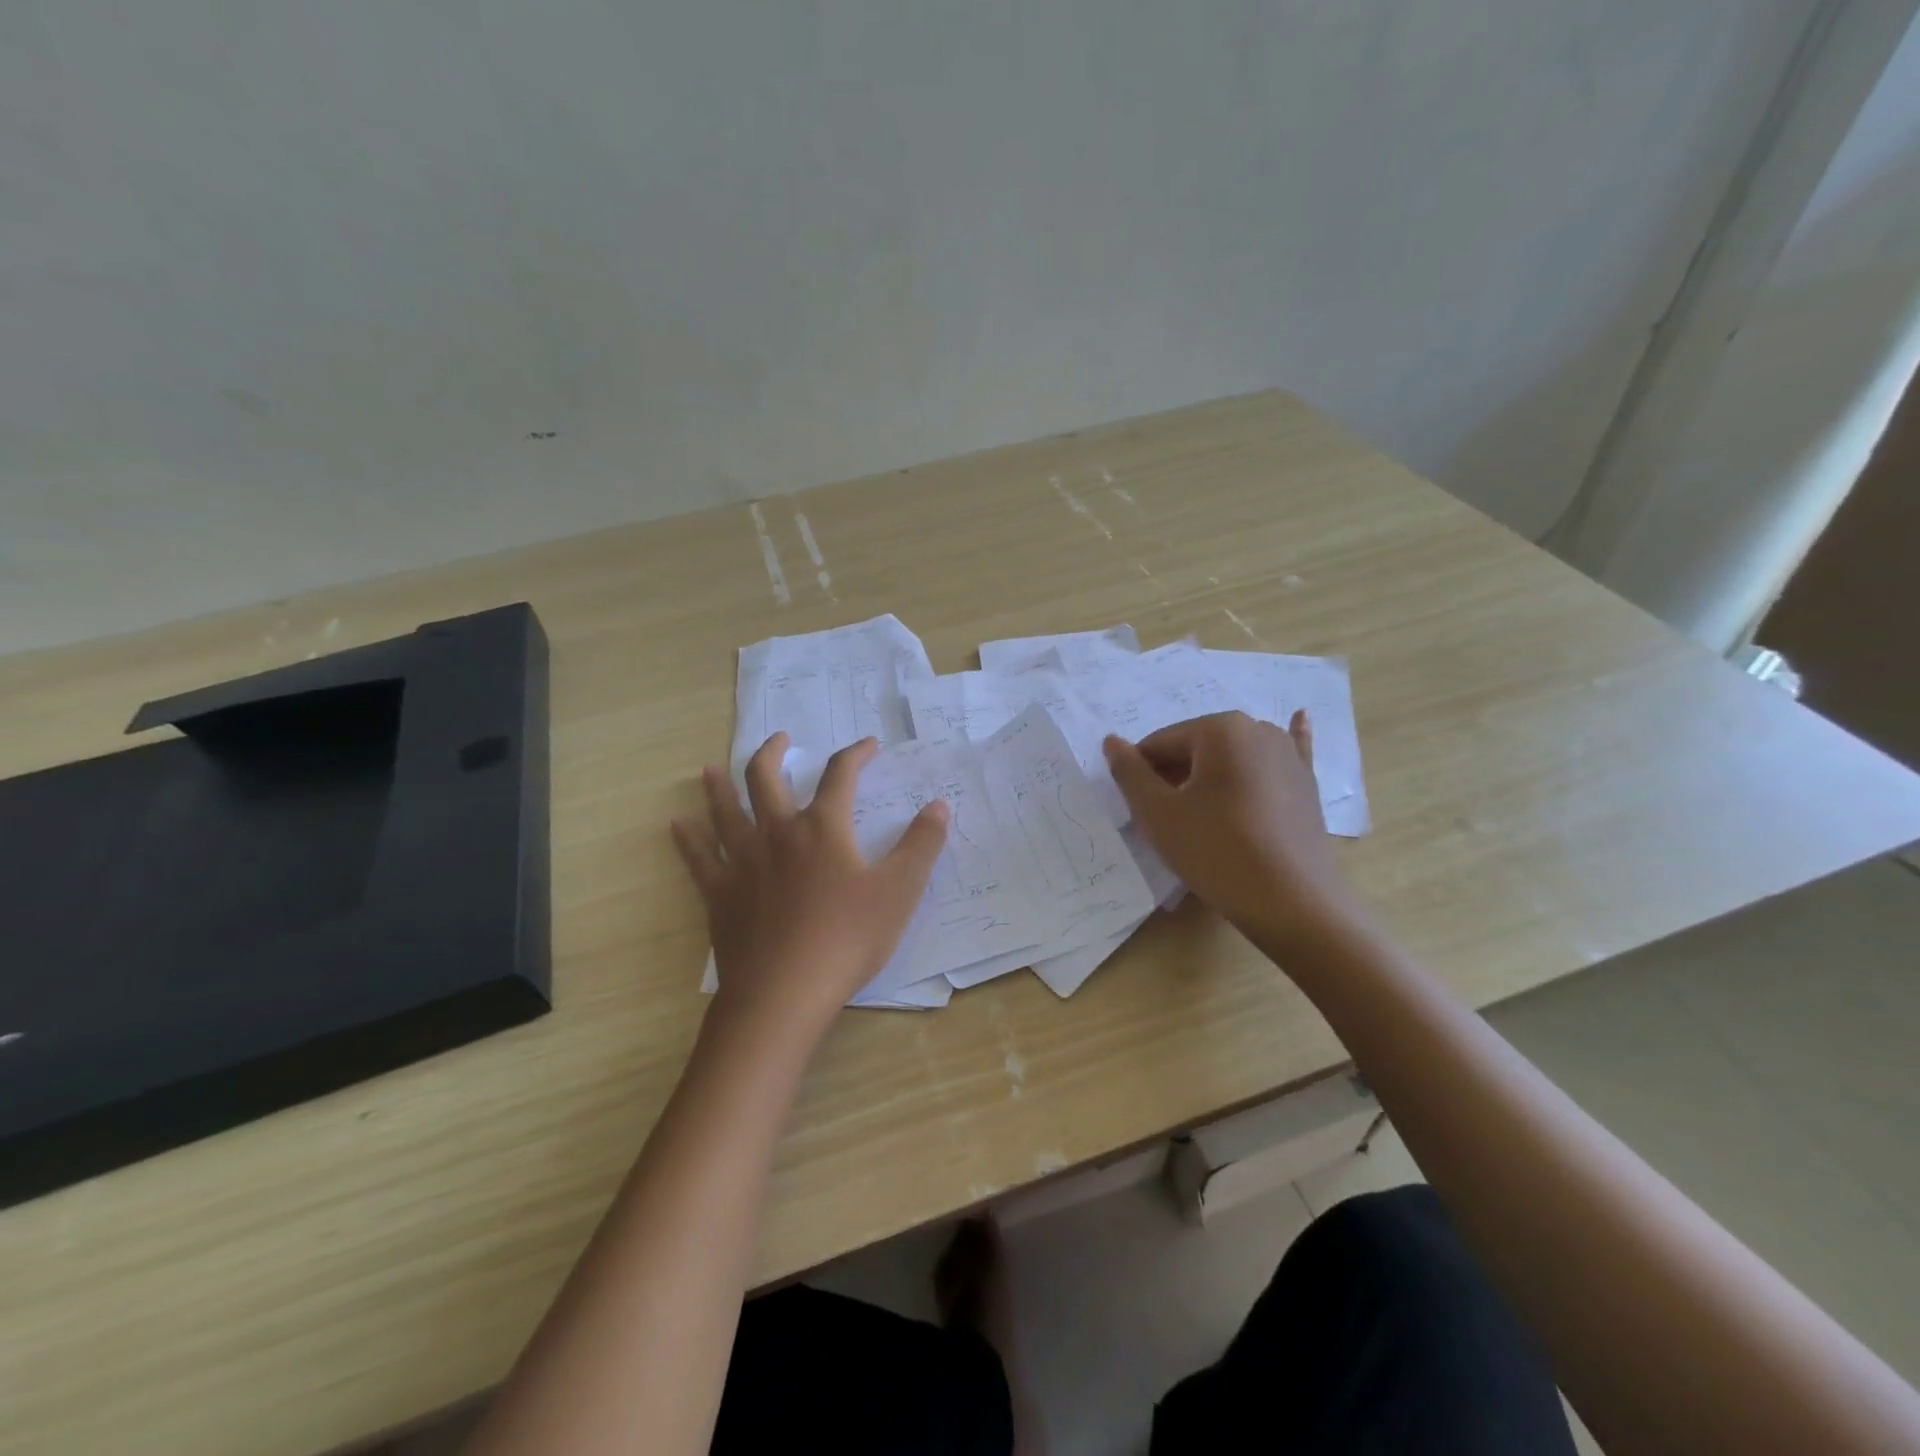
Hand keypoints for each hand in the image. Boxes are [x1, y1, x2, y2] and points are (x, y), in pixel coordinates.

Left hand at [673, 733, 949, 1044]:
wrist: (784, 993)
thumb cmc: (847, 939)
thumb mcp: (899, 891)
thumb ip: (922, 845)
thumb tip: (939, 805)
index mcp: (822, 828)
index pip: (840, 775)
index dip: (855, 754)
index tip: (867, 746)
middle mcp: (777, 832)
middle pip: (766, 778)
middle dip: (774, 753)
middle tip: (781, 739)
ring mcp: (742, 861)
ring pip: (725, 810)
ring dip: (719, 785)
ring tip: (712, 768)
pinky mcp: (719, 893)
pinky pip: (698, 858)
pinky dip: (688, 839)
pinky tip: (677, 825)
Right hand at [1103, 711, 1359, 952]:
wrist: (1292, 903)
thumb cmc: (1216, 852)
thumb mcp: (1158, 814)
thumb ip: (1129, 773)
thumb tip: (1111, 741)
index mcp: (1219, 728)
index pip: (1160, 743)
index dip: (1140, 774)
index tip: (1138, 809)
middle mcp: (1258, 729)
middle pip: (1196, 748)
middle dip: (1174, 776)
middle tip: (1168, 820)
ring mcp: (1288, 754)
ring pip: (1231, 758)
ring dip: (1210, 776)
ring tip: (1203, 814)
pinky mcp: (1308, 782)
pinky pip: (1287, 755)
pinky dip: (1286, 741)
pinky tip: (1299, 718)